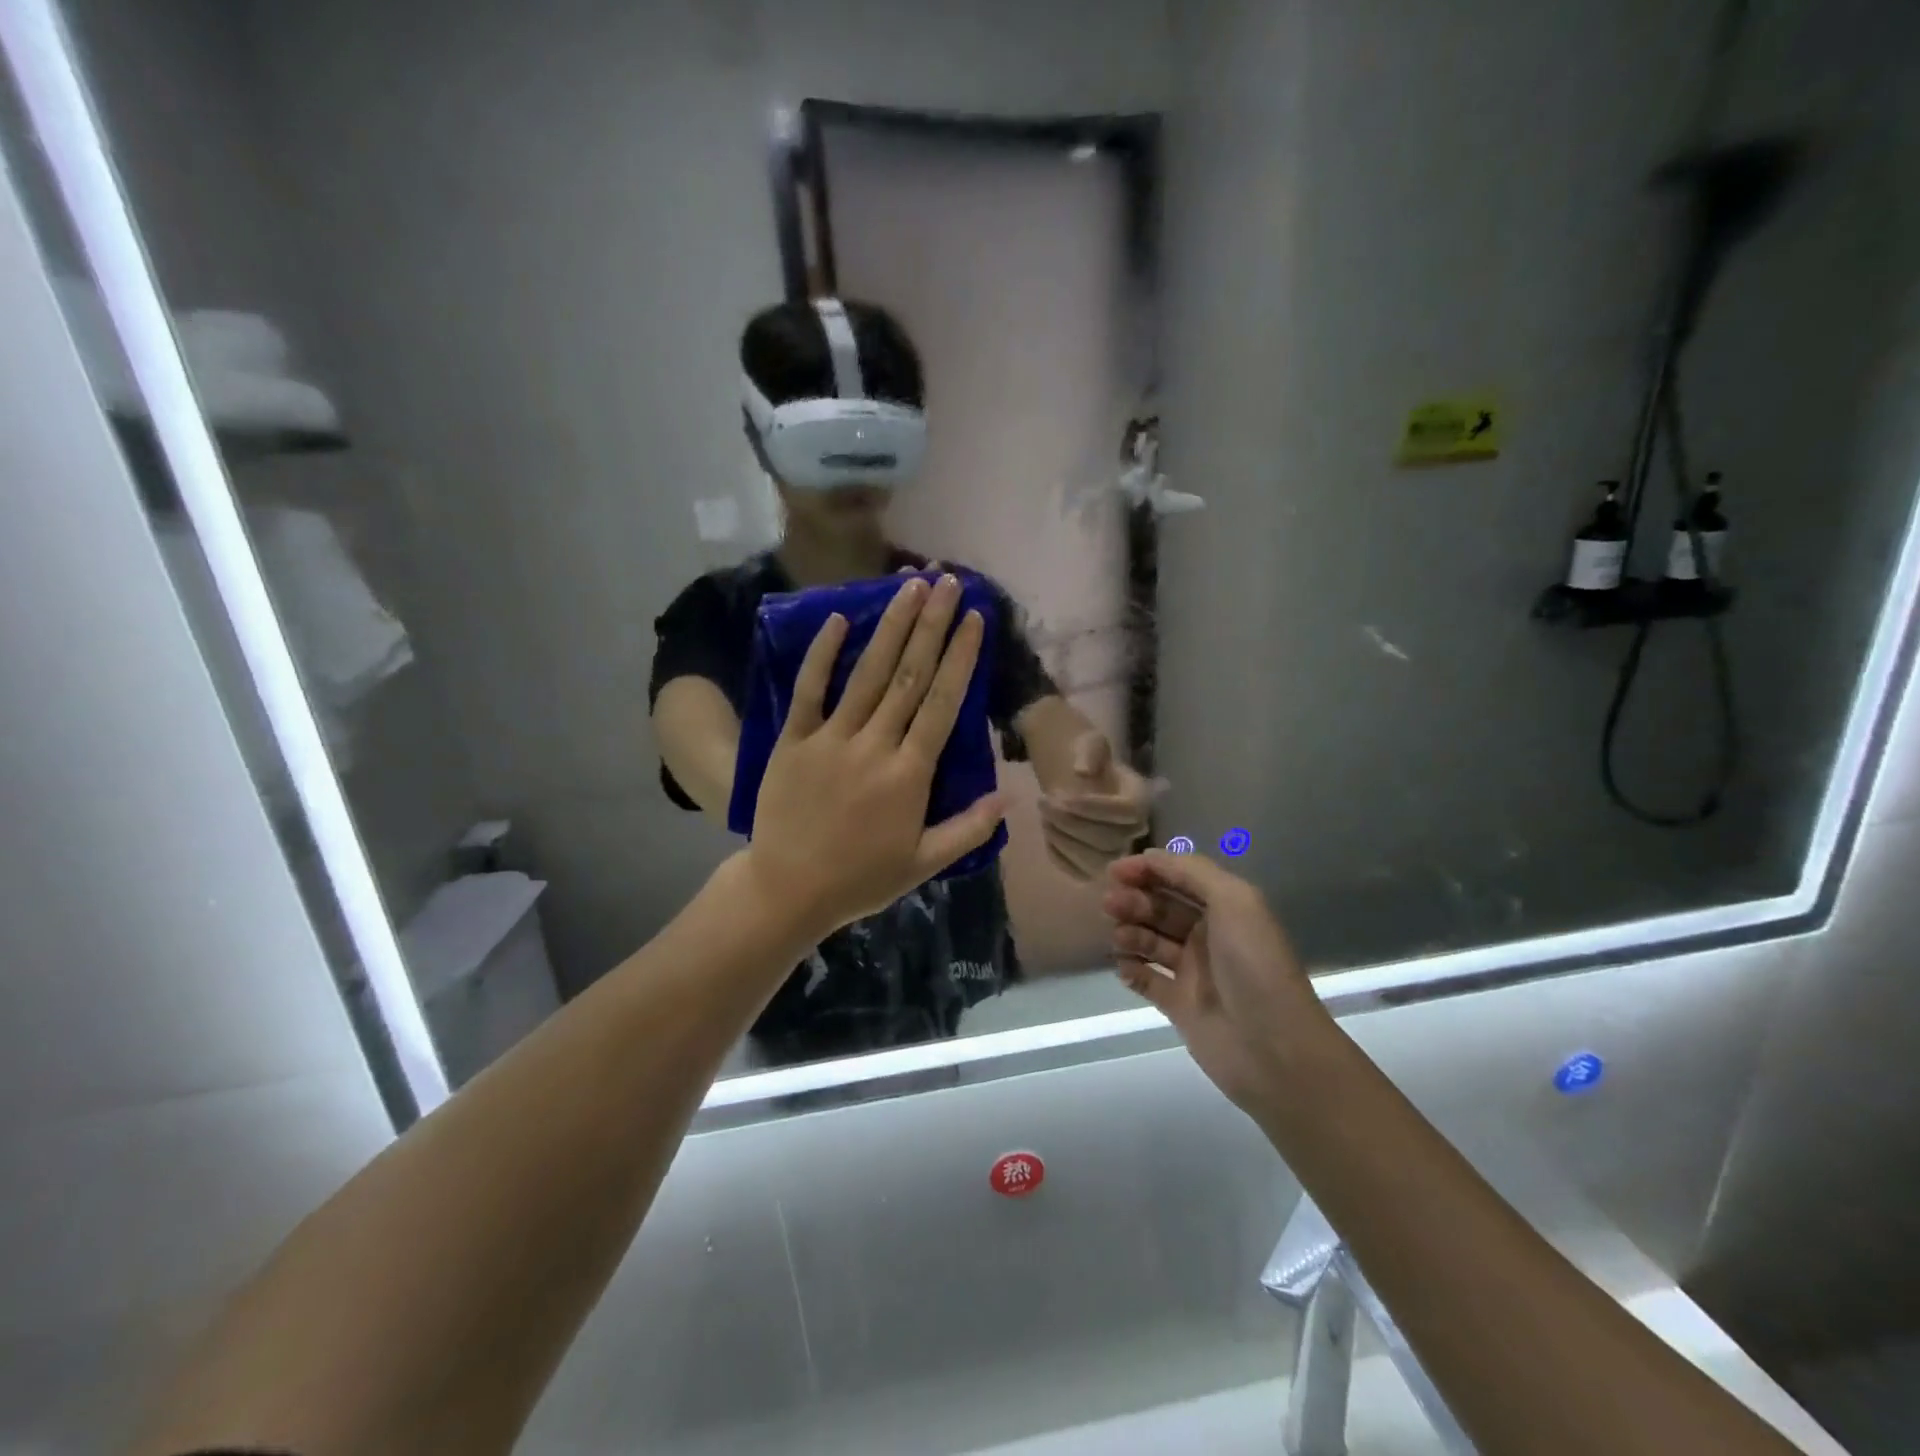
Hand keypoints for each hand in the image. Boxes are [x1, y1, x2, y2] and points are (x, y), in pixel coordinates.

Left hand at [745, 574, 1005, 936]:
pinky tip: (839, 619)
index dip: (960, 658)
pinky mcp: (793, 740)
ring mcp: (830, 739)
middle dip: (932, 626)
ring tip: (910, 586)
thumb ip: (969, 828)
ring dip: (891, 627)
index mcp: (910, 774)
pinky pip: (809, 690)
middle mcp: (875, 745)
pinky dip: (823, 655)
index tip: (975, 619)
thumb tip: (1011, 795)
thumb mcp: (924, 863)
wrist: (788, 890)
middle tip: (948, 582)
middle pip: (909, 676)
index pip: (942, 704)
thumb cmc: (861, 878)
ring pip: (867, 674)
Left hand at [1038, 731, 1156, 880]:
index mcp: (1140, 796)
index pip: (1128, 811)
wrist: (1073, 776)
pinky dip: (1058, 854)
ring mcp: (1115, 850)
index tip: (1063, 797)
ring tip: (1044, 816)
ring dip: (1063, 840)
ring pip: (1095, 861)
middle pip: (1111, 840)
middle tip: (1044, 802)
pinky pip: (1077, 871)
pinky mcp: (1093, 866)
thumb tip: (1082, 771)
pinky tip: (1047, 831)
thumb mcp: (1088, 742)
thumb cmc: (1085, 757)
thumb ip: (1089, 751)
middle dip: (1071, 823)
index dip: (1096, 808)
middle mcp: (1135, 829)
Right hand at [1102, 850, 1328, 1113]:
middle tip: (1111, 905)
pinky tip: (1123, 966)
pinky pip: (1146, 979)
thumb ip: (1191, 871)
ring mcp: (1193, 971)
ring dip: (1129, 931)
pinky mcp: (1178, 1005)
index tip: (1115, 871)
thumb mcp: (1234, 900)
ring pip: (1150, 940)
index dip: (1148, 869)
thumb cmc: (1254, 964)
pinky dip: (1130, 968)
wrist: (1273, 1048)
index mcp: (1226, 908)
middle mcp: (1209, 935)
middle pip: (1161, 907)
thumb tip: (1149, 857)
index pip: (1180, 877)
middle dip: (1134, 900)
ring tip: (1118, 937)